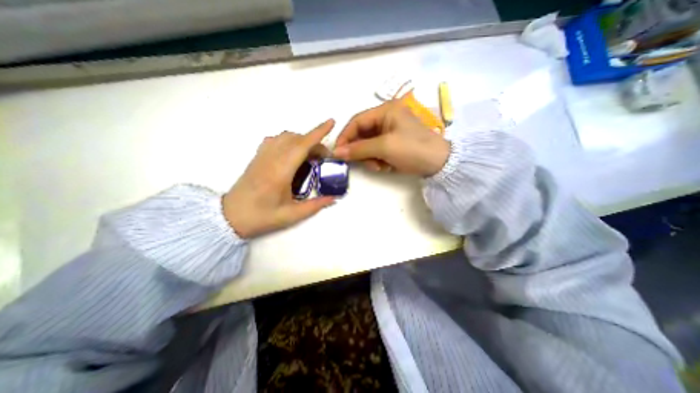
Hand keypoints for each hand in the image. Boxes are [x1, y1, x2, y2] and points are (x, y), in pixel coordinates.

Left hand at [220, 120, 335, 237]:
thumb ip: (315, 206)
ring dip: (302, 140)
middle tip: (325, 158)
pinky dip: (289, 141)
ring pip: (285, 137)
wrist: (230, 217)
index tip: (331, 123)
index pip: (301, 145)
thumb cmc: (261, 217)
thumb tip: (334, 198)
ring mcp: (262, 155)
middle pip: (296, 139)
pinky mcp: (257, 156)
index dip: (318, 133)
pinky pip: (276, 140)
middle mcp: (271, 158)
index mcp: (280, 172)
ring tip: (311, 155)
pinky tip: (293, 153)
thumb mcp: (291, 215)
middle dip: (315, 143)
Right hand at [331, 101, 447, 175]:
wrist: (440, 164)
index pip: (356, 121)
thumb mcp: (384, 147)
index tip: (337, 152)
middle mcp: (386, 118)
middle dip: (361, 151)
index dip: (345, 137)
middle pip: (362, 134)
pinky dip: (379, 161)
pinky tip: (387, 167)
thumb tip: (336, 152)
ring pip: (368, 145)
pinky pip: (377, 152)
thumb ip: (359, 149)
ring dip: (371, 158)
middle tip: (363, 163)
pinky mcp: (394, 144)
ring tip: (380, 166)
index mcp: (385, 111)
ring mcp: (390, 132)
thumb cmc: (412, 149)